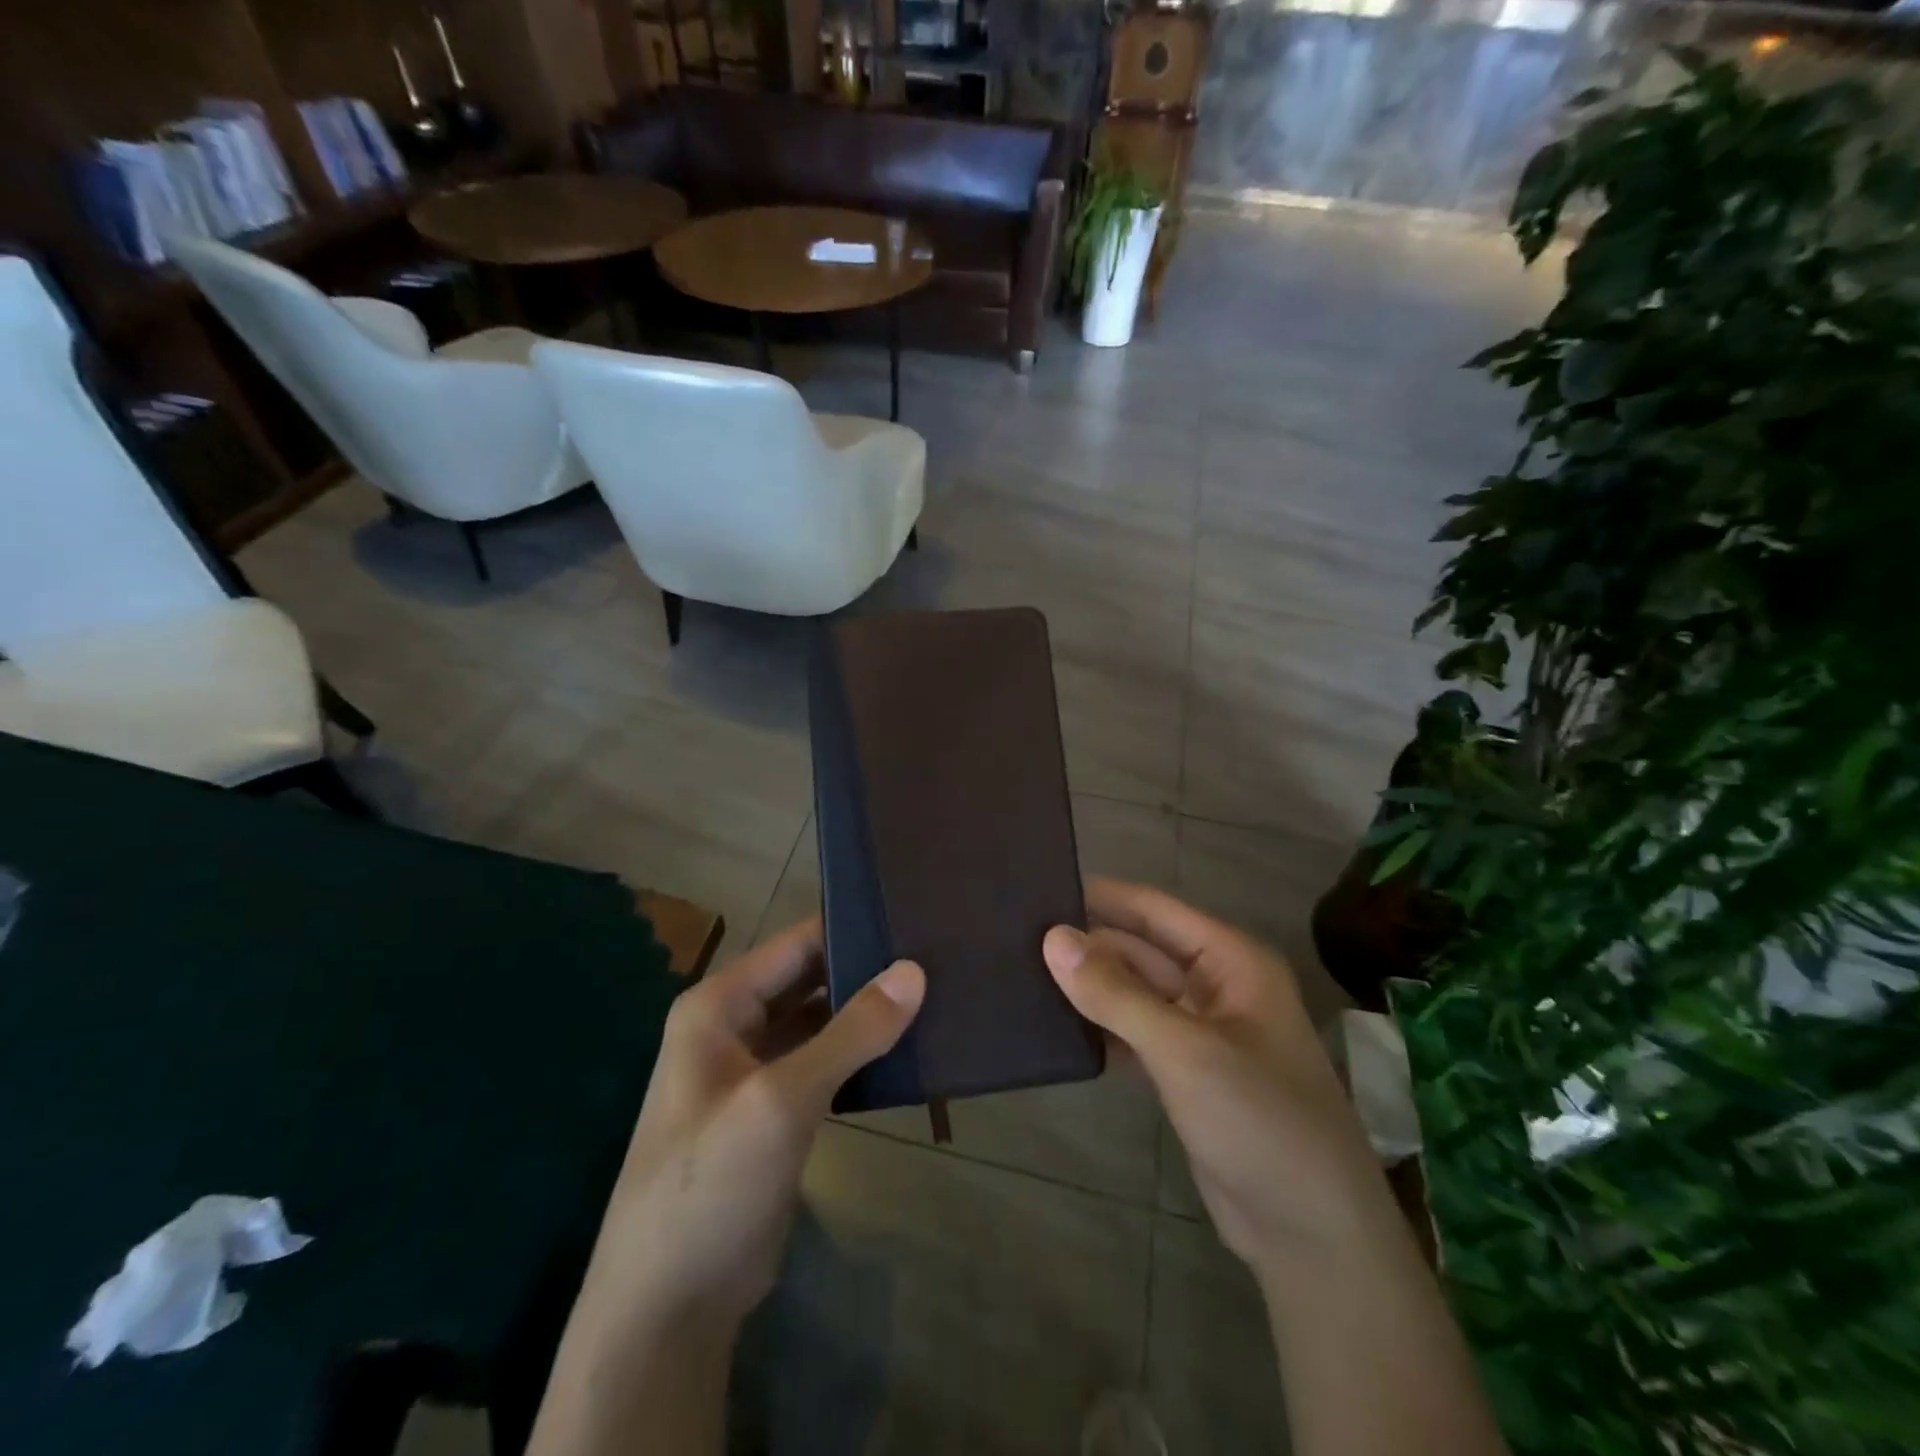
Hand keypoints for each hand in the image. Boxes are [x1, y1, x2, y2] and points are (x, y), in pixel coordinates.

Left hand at [574, 920, 924, 1339]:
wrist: (668, 1310)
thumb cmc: (711, 1185)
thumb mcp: (782, 1100)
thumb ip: (851, 1032)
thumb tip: (914, 971)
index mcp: (719, 1005)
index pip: (795, 944)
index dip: (850, 928)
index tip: (912, 917)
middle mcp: (734, 1026)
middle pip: (810, 979)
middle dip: (865, 970)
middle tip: (937, 955)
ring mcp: (755, 1071)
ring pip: (820, 1021)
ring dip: (867, 1013)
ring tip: (935, 992)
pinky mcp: (776, 1111)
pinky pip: (824, 1063)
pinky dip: (860, 1054)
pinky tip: (907, 1049)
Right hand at [1044, 880, 1396, 1278]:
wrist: (1311, 1236)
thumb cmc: (1259, 1121)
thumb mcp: (1184, 1050)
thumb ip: (1116, 993)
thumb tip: (1053, 938)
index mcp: (1231, 961)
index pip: (1154, 909)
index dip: (1100, 896)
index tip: (1039, 886)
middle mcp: (1216, 985)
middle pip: (1140, 949)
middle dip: (1087, 944)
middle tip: (1015, 937)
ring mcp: (1200, 1031)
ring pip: (1134, 992)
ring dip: (1090, 986)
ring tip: (1022, 972)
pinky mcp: (1185, 1072)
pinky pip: (1134, 1032)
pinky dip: (1101, 1028)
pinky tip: (1055, 1026)